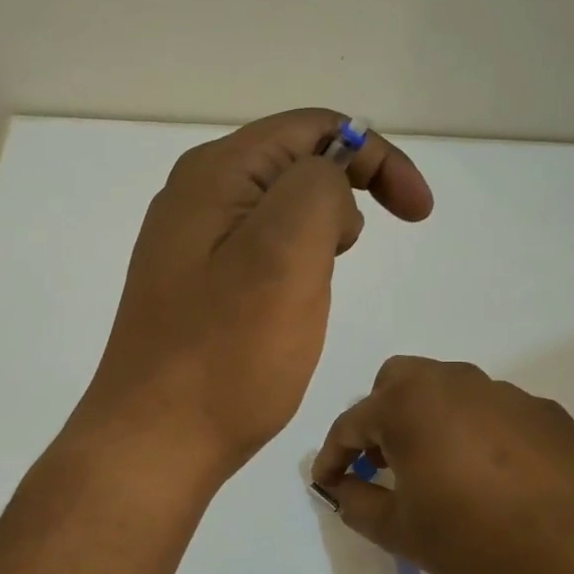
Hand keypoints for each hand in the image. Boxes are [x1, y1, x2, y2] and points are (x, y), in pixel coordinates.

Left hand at [78, 109, 432, 483]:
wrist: (154, 444)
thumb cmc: (226, 356)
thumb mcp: (284, 255)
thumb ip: (318, 191)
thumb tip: (328, 188)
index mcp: (215, 175)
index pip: (312, 128)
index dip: (376, 157)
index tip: (418, 213)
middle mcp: (195, 199)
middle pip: (293, 165)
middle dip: (346, 194)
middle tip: (354, 256)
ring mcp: (189, 247)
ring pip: (278, 213)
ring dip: (320, 235)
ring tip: (322, 286)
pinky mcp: (194, 290)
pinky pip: (259, 255)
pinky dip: (294, 265)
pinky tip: (291, 307)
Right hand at [311, 357, 573, 573]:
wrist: (565, 549)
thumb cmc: (467, 536)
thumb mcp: (396, 529)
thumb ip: (356, 502)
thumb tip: (341, 487)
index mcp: (407, 405)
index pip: (351, 423)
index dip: (333, 455)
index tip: (328, 481)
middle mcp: (452, 382)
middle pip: (398, 380)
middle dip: (381, 414)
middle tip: (385, 459)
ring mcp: (502, 391)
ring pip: (449, 389)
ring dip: (431, 418)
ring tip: (441, 465)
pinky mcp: (542, 410)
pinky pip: (494, 410)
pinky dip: (479, 430)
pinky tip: (493, 472)